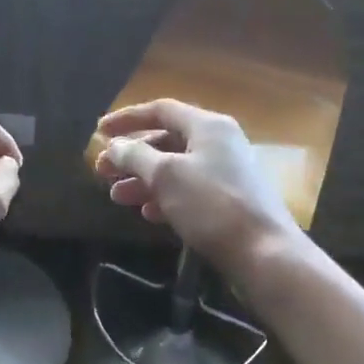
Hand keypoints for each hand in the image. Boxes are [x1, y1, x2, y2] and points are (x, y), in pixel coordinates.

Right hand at [93, 99, 298, 274]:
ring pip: (175, 168)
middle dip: (131, 156)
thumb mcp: (166, 176)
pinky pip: (189, 190)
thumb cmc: (211, 205)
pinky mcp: (229, 201)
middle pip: (166, 141)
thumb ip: (135, 156)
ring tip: (117, 197)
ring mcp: (226, 173)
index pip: (161, 110)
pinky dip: (164, 197)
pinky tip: (147, 213)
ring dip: (143, 180)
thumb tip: (115, 145)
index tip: (99, 132)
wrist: (264, 253)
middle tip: (101, 171)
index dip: (127, 118)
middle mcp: (219, 143)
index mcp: (208, 126)